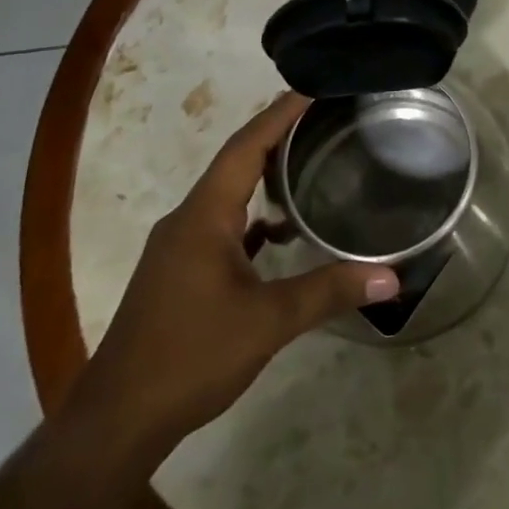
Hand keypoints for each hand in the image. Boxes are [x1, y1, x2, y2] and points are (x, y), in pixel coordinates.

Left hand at [69, 92, 399, 453]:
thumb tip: (392, 276)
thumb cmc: (190, 357)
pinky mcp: (180, 270)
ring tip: (310, 158)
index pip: (247, 145)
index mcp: (204, 214)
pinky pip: (223, 223)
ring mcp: (180, 245)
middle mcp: (189, 218)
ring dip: (264, 172)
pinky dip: (254, 214)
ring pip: (229, 192)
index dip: (280, 113)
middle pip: (237, 160)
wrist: (116, 422)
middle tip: (323, 114)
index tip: (314, 86)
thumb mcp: (267, 322)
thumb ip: (329, 291)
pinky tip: (281, 230)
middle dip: (277, 133)